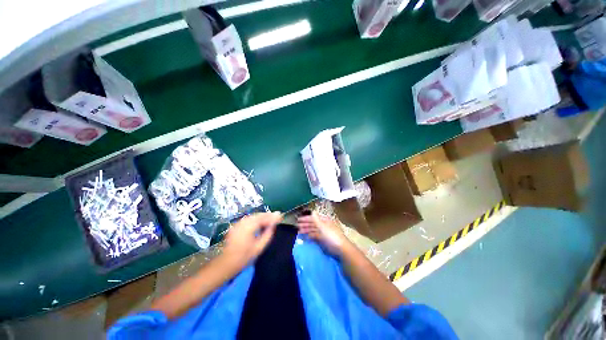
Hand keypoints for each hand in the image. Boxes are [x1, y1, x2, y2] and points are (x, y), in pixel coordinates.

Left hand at [221, 212, 281, 270]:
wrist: (225, 264)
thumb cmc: (244, 257)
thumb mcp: (259, 248)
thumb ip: (267, 234)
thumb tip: (273, 225)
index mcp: (249, 227)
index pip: (263, 218)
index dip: (272, 217)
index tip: (280, 216)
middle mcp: (243, 222)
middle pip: (258, 215)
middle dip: (268, 215)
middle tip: (277, 216)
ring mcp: (238, 223)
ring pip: (253, 216)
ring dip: (262, 216)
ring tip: (271, 218)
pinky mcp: (235, 226)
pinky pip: (248, 219)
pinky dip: (256, 219)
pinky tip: (260, 222)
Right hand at [297, 212, 349, 256]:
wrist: (340, 248)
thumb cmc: (331, 236)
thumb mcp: (323, 227)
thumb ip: (316, 219)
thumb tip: (312, 210)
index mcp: (324, 221)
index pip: (313, 218)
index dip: (305, 218)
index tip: (298, 220)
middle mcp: (323, 225)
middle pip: (313, 223)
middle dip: (305, 224)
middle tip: (296, 226)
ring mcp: (323, 233)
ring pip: (313, 230)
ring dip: (306, 230)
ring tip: (299, 232)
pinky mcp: (323, 240)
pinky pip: (315, 236)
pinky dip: (310, 235)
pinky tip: (305, 237)